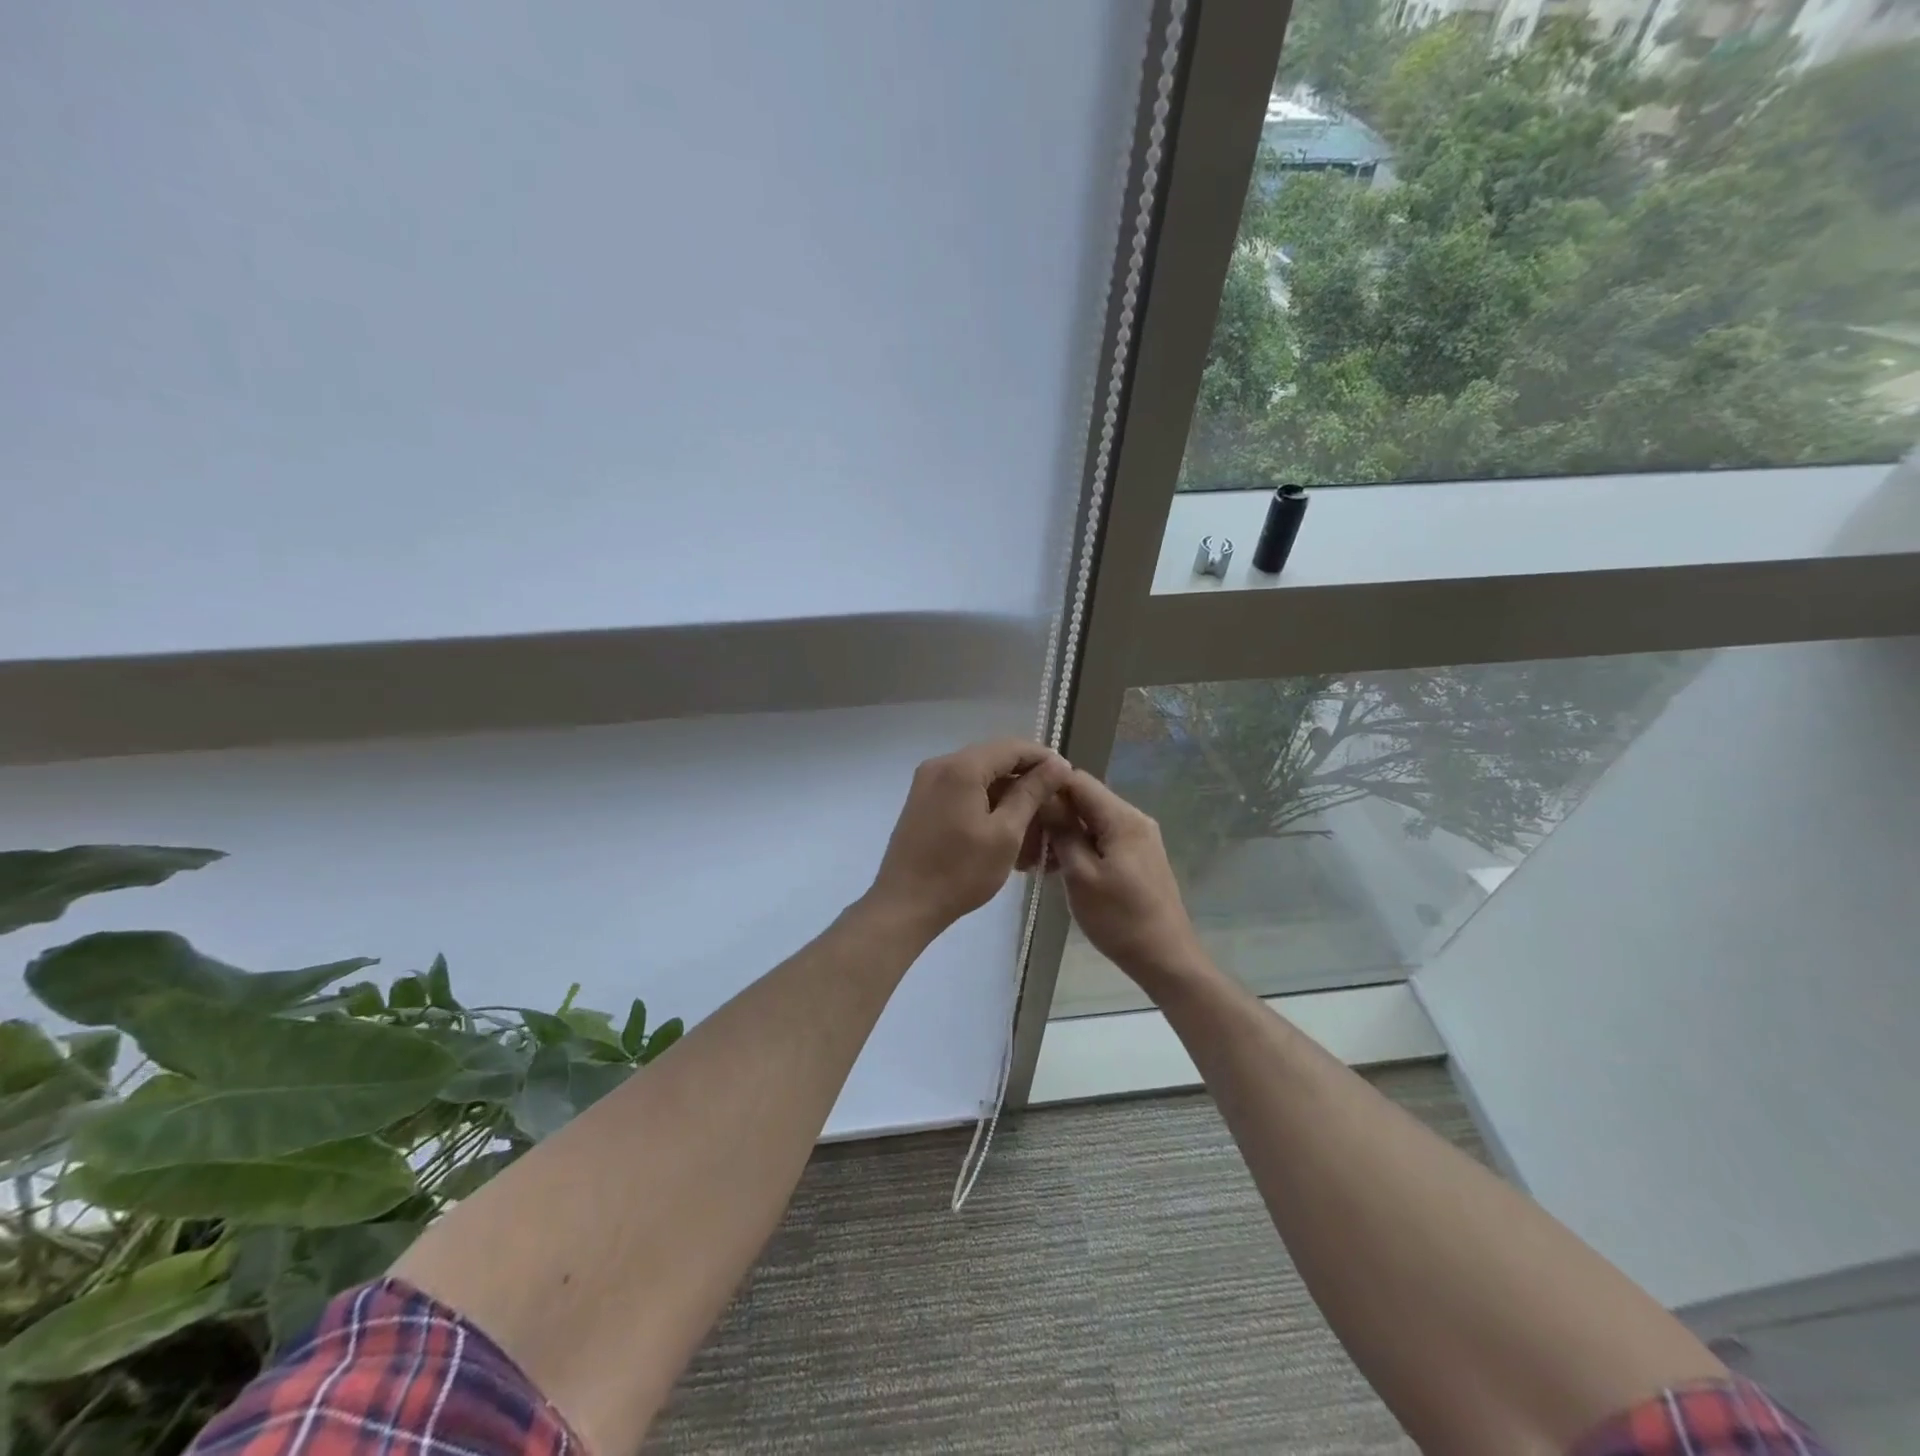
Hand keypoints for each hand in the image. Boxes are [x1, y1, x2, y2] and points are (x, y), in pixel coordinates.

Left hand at [867, 739, 1073, 937]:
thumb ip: (1032, 793)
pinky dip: (986, 802)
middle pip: (994, 758)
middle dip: (1026, 778)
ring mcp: (927, 781)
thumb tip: (1058, 764)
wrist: (905, 904)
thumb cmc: (960, 872)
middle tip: (1054, 803)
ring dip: (1007, 793)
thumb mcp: (1005, 833)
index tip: (1068, 779)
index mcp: (962, 767)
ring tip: (1033, 821)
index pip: (1013, 747)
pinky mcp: (922, 800)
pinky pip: (962, 789)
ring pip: (979, 775)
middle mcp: (941, 764)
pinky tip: (1004, 827)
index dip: (1044, 759)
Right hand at [1043, 770, 1204, 986]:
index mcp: (1122, 817)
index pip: (1078, 780)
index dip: (1047, 787)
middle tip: (1025, 842)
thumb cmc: (1119, 918)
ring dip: (1064, 834)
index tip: (1021, 807)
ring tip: (1036, 860)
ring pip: (1092, 821)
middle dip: (1053, 814)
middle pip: (1085, 799)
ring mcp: (1139, 838)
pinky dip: (1080, 847)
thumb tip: (1045, 797)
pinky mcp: (1138, 856)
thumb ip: (1063, 831)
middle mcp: (1134, 818)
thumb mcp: (1081, 875)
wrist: (1165, 958)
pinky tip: (1059, 869)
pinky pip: (1103, 838)